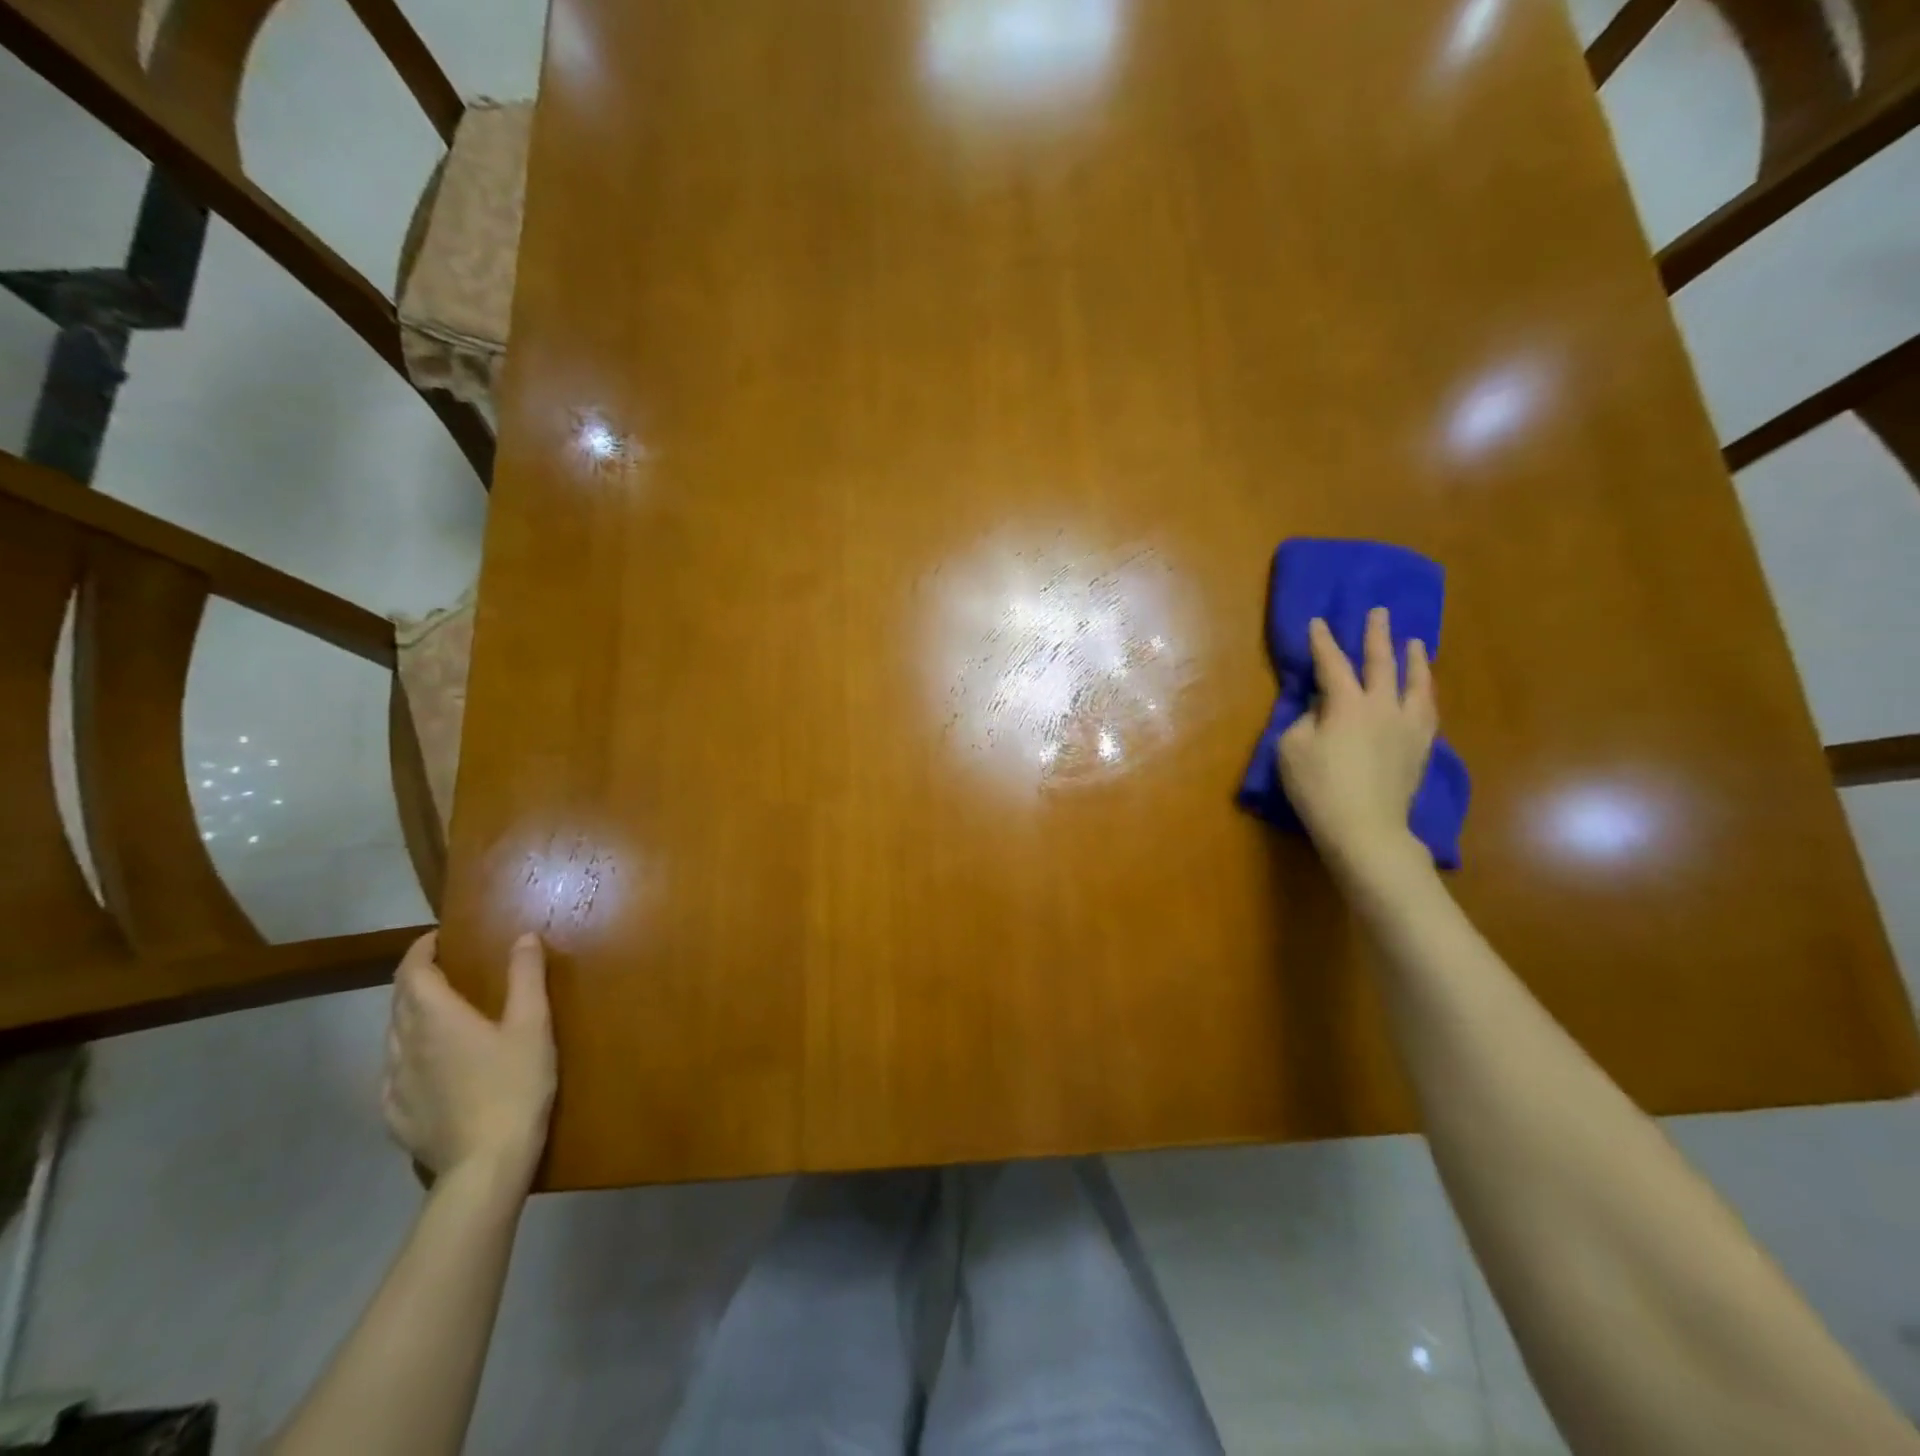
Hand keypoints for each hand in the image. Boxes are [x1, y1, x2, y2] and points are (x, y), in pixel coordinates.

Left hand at [384, 932, 555, 1189]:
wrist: (486, 1164)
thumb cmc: (514, 1085)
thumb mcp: (532, 1025)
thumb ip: (526, 977)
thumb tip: (522, 937)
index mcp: (435, 1018)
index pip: (413, 972)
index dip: (421, 950)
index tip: (439, 938)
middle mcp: (404, 1044)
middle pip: (399, 1001)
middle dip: (417, 979)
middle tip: (446, 970)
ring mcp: (393, 1083)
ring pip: (392, 1036)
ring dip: (411, 1015)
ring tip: (440, 1014)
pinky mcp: (394, 1114)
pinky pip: (393, 1071)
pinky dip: (408, 1053)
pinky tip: (429, 1065)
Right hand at [1278, 607, 1436, 871]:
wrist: (1365, 829)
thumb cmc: (1318, 788)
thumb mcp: (1292, 749)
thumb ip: (1306, 720)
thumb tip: (1322, 707)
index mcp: (1347, 704)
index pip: (1333, 664)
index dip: (1323, 642)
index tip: (1318, 621)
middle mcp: (1383, 706)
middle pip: (1382, 663)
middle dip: (1377, 636)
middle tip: (1380, 613)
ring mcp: (1407, 727)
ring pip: (1416, 684)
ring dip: (1414, 660)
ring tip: (1416, 644)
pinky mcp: (1420, 748)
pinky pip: (1427, 711)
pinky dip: (1424, 693)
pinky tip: (1423, 692)